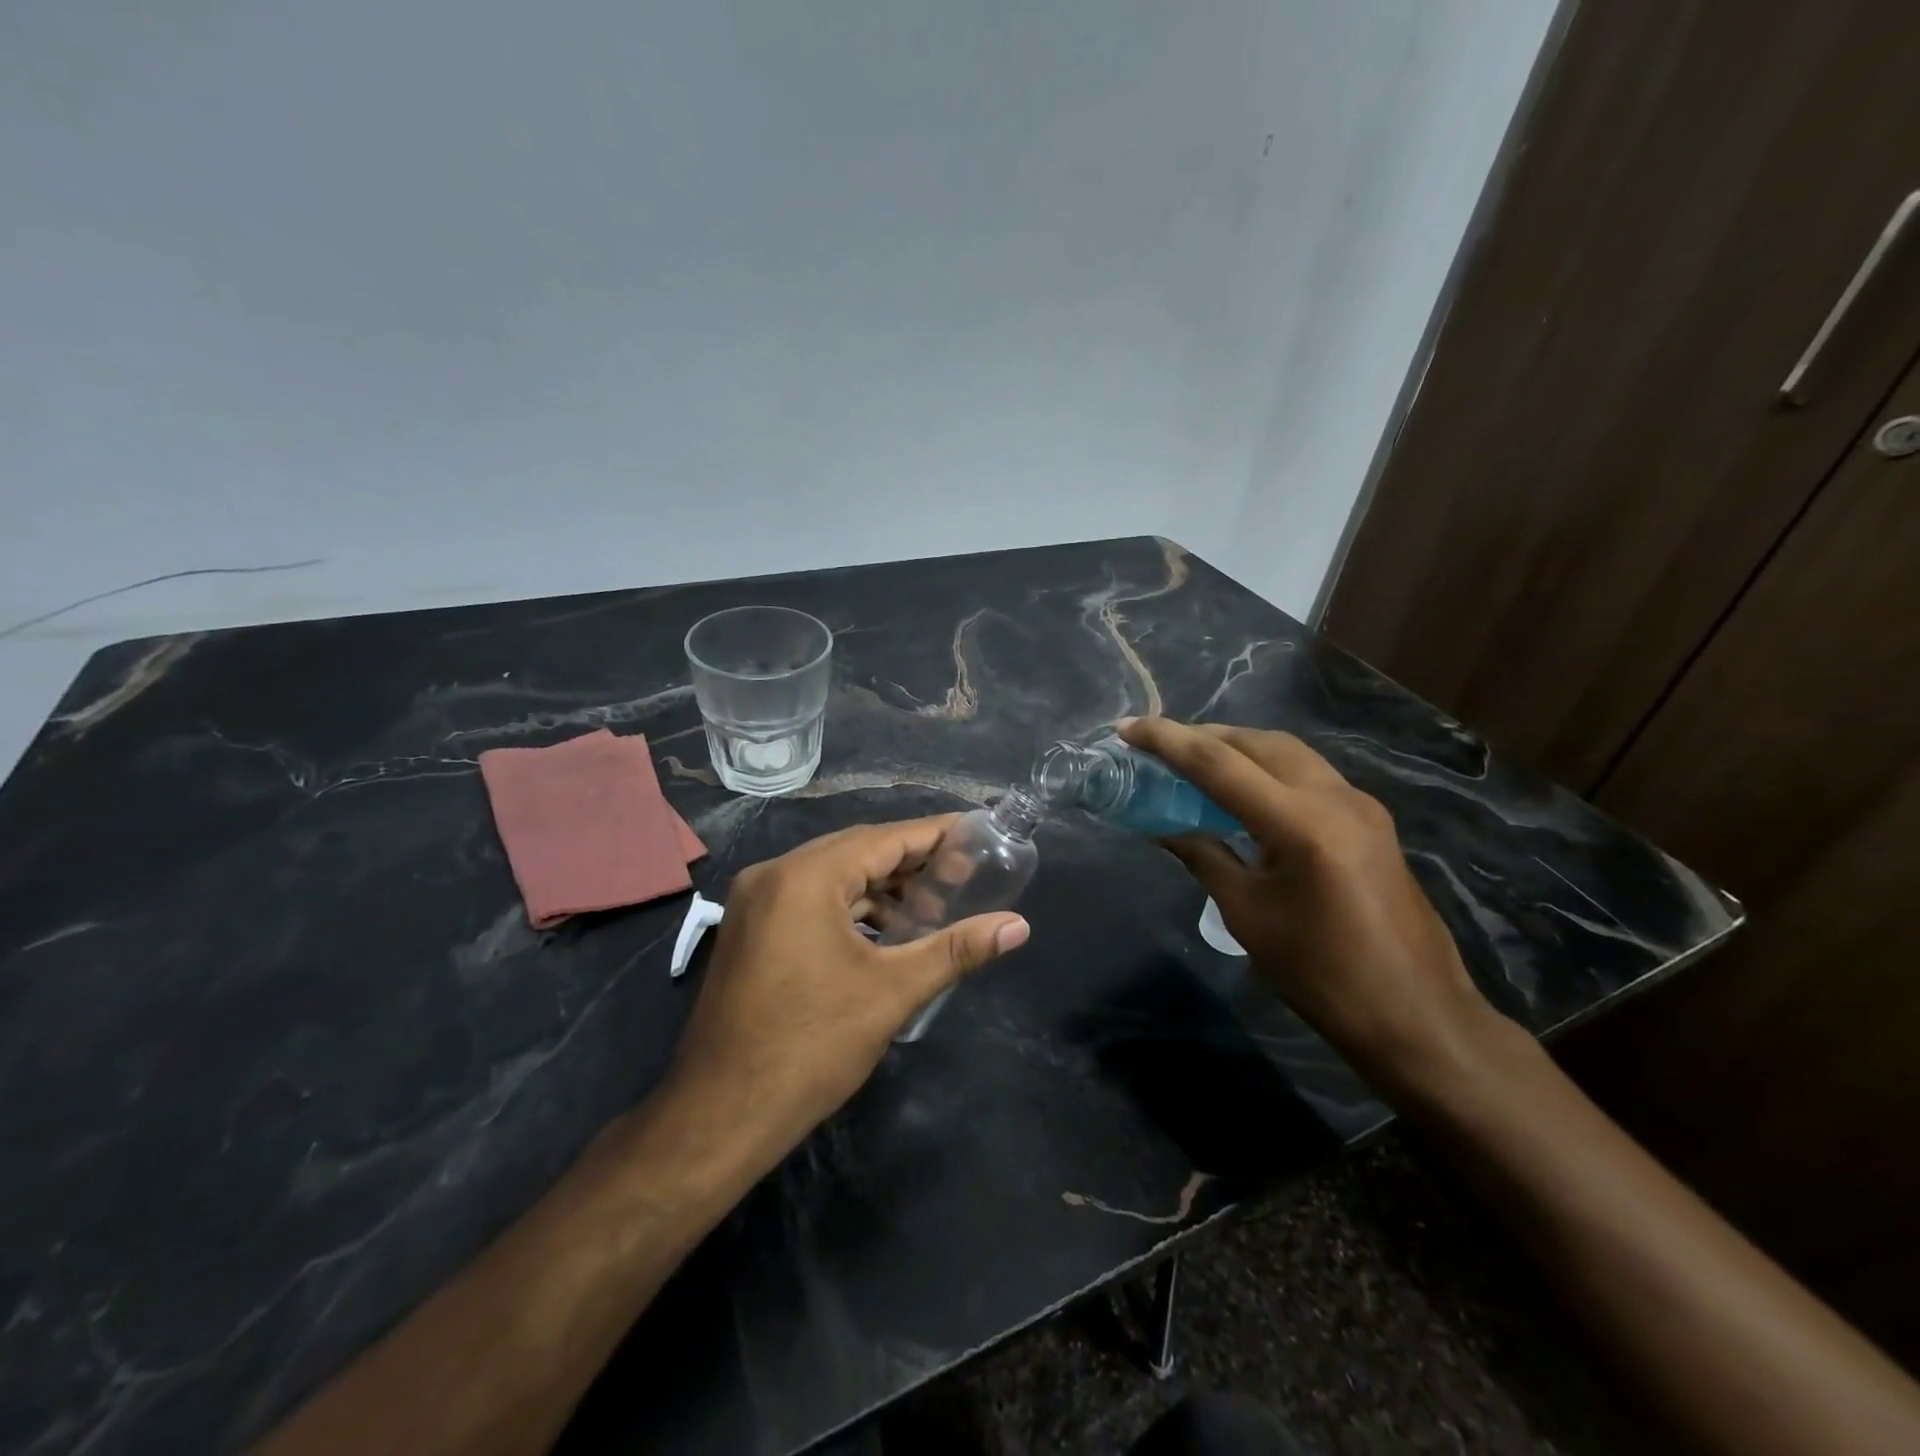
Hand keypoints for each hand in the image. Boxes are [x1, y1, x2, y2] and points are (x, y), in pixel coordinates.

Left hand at [660, 816, 1029, 1166]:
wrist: (720, 1115)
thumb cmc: (811, 1046)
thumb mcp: (892, 991)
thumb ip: (958, 949)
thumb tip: (1019, 926)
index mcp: (805, 877)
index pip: (884, 838)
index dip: (934, 835)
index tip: (976, 832)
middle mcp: (774, 874)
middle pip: (857, 851)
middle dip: (911, 861)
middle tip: (963, 871)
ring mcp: (756, 902)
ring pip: (833, 876)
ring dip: (881, 888)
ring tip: (932, 907)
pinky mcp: (751, 930)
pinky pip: (811, 899)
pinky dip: (851, 908)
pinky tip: (886, 931)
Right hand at [1119, 718, 1496, 1096]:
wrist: (1417, 1016)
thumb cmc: (1321, 975)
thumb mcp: (1248, 915)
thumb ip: (1204, 856)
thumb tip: (1164, 825)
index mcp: (1300, 823)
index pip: (1218, 764)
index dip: (1166, 741)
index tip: (1126, 729)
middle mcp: (1335, 797)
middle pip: (1257, 742)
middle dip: (1204, 736)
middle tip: (1158, 747)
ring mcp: (1360, 805)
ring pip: (1287, 752)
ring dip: (1237, 748)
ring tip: (1194, 762)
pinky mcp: (1371, 820)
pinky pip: (1308, 773)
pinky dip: (1267, 768)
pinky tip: (1244, 791)